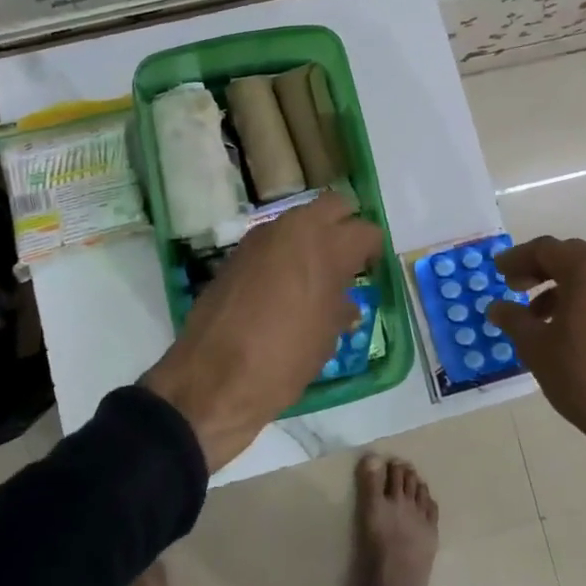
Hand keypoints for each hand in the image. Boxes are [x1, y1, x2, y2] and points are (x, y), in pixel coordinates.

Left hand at [145, 192, 381, 471]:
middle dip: (345, 226)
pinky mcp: (236, 254)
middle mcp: (293, 229)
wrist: (212, 379)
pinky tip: (285, 287)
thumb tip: (344, 302)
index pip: (366, 231)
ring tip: (316, 276)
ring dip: (312, 238)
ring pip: (299, 221)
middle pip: (333, 206)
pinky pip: (272, 241)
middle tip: (349, 260)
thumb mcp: (325, 338)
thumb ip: (340, 308)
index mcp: (325, 246)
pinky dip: (285, 253)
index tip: (373, 270)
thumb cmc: (283, 359)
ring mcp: (260, 238)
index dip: (373, 251)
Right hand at [486, 236, 585, 518]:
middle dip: (539, 269)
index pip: (546, 249)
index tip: (498, 271)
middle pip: (570, 257)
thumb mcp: (534, 345)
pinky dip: (581, 300)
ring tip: (536, 316)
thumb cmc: (580, 374)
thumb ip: (512, 318)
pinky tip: (565, 329)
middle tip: (514, 286)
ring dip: (559, 287)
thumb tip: (496, 308)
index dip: (517, 258)